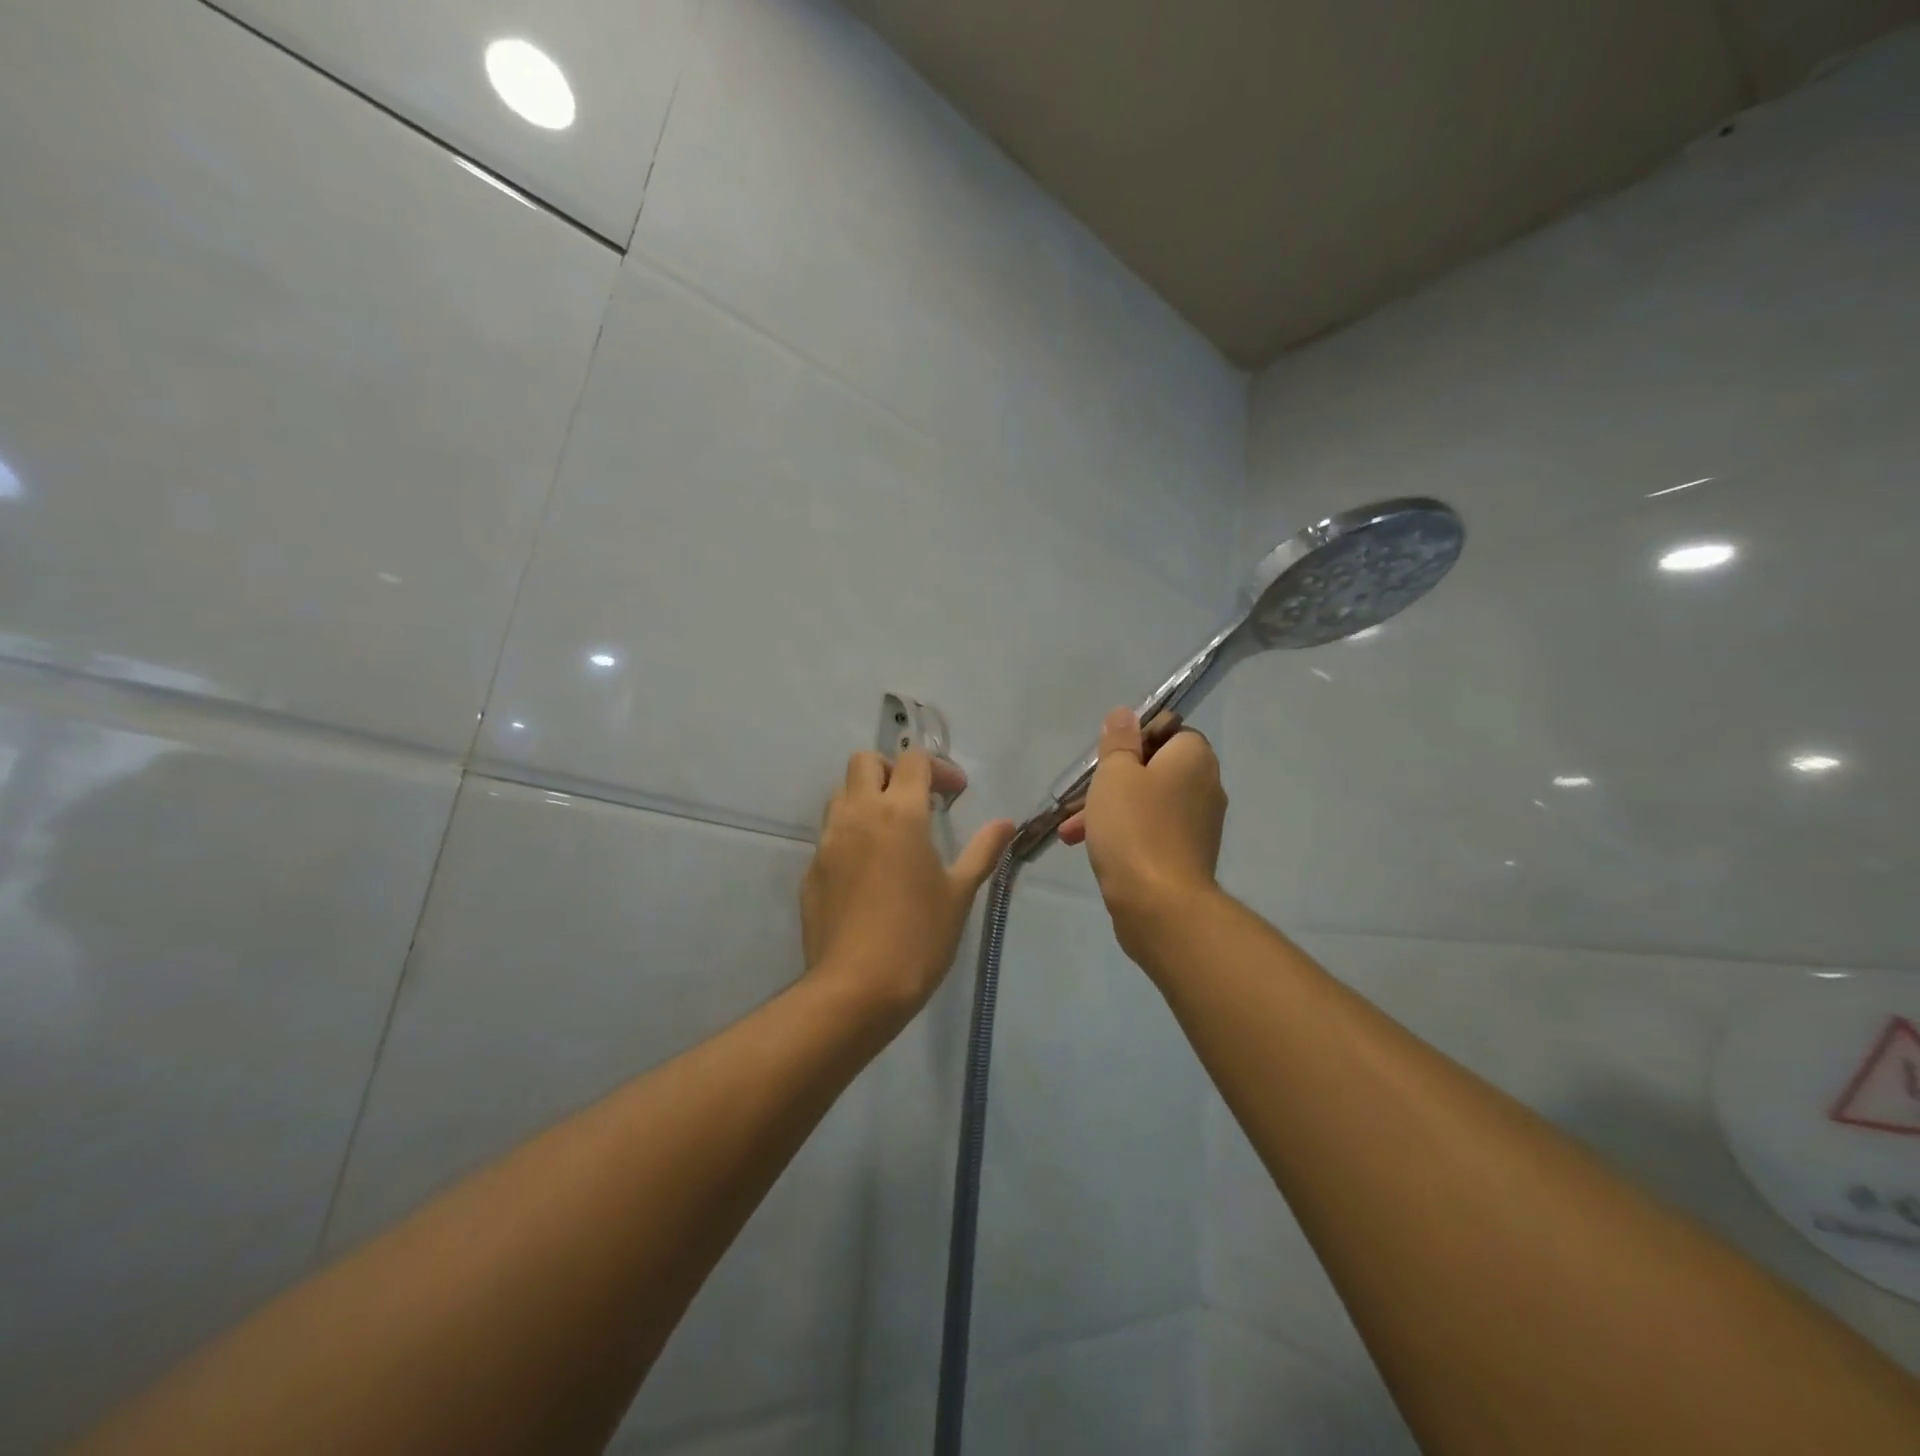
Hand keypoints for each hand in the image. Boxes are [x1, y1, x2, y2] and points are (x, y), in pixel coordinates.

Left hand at [801, 750, 1014, 1021]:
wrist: (856, 987)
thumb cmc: (919, 937)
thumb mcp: (959, 893)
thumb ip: (982, 851)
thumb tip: (1006, 823)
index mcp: (899, 813)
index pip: (913, 760)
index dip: (938, 768)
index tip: (955, 794)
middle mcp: (858, 815)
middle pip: (865, 761)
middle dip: (892, 769)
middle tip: (916, 800)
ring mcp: (828, 841)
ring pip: (841, 794)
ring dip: (866, 797)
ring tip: (891, 831)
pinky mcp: (811, 869)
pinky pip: (830, 834)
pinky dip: (850, 834)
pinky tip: (869, 870)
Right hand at [1063, 708, 1225, 961]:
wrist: (1160, 905)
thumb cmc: (1135, 828)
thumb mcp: (1115, 774)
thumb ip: (1119, 741)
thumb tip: (1126, 714)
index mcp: (1194, 758)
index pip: (1167, 731)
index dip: (1133, 739)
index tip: (1106, 759)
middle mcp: (1205, 786)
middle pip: (1154, 769)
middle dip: (1112, 781)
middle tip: (1080, 797)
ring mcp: (1198, 825)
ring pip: (1148, 803)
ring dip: (1110, 810)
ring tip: (1071, 831)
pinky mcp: (1187, 857)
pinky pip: (1151, 832)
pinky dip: (1125, 835)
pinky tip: (1091, 848)